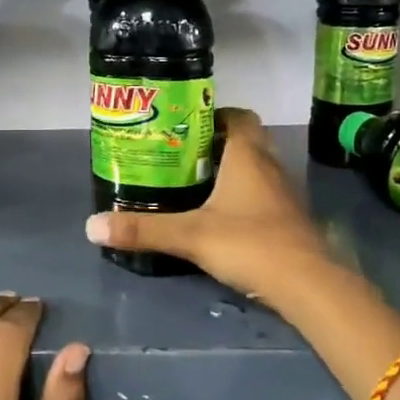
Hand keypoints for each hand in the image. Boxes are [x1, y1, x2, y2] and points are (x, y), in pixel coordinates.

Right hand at [84, 108, 332, 304]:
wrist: (307, 284)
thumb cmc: (250, 244)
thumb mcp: (190, 236)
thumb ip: (143, 230)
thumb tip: (92, 226)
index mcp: (247, 156)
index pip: (238, 117)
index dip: (214, 115)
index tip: (185, 126)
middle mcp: (269, 166)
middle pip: (246, 140)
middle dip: (217, 144)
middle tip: (183, 157)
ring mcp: (283, 194)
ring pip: (256, 168)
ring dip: (231, 171)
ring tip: (195, 185)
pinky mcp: (289, 219)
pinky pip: (263, 194)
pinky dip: (244, 197)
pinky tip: (222, 217)